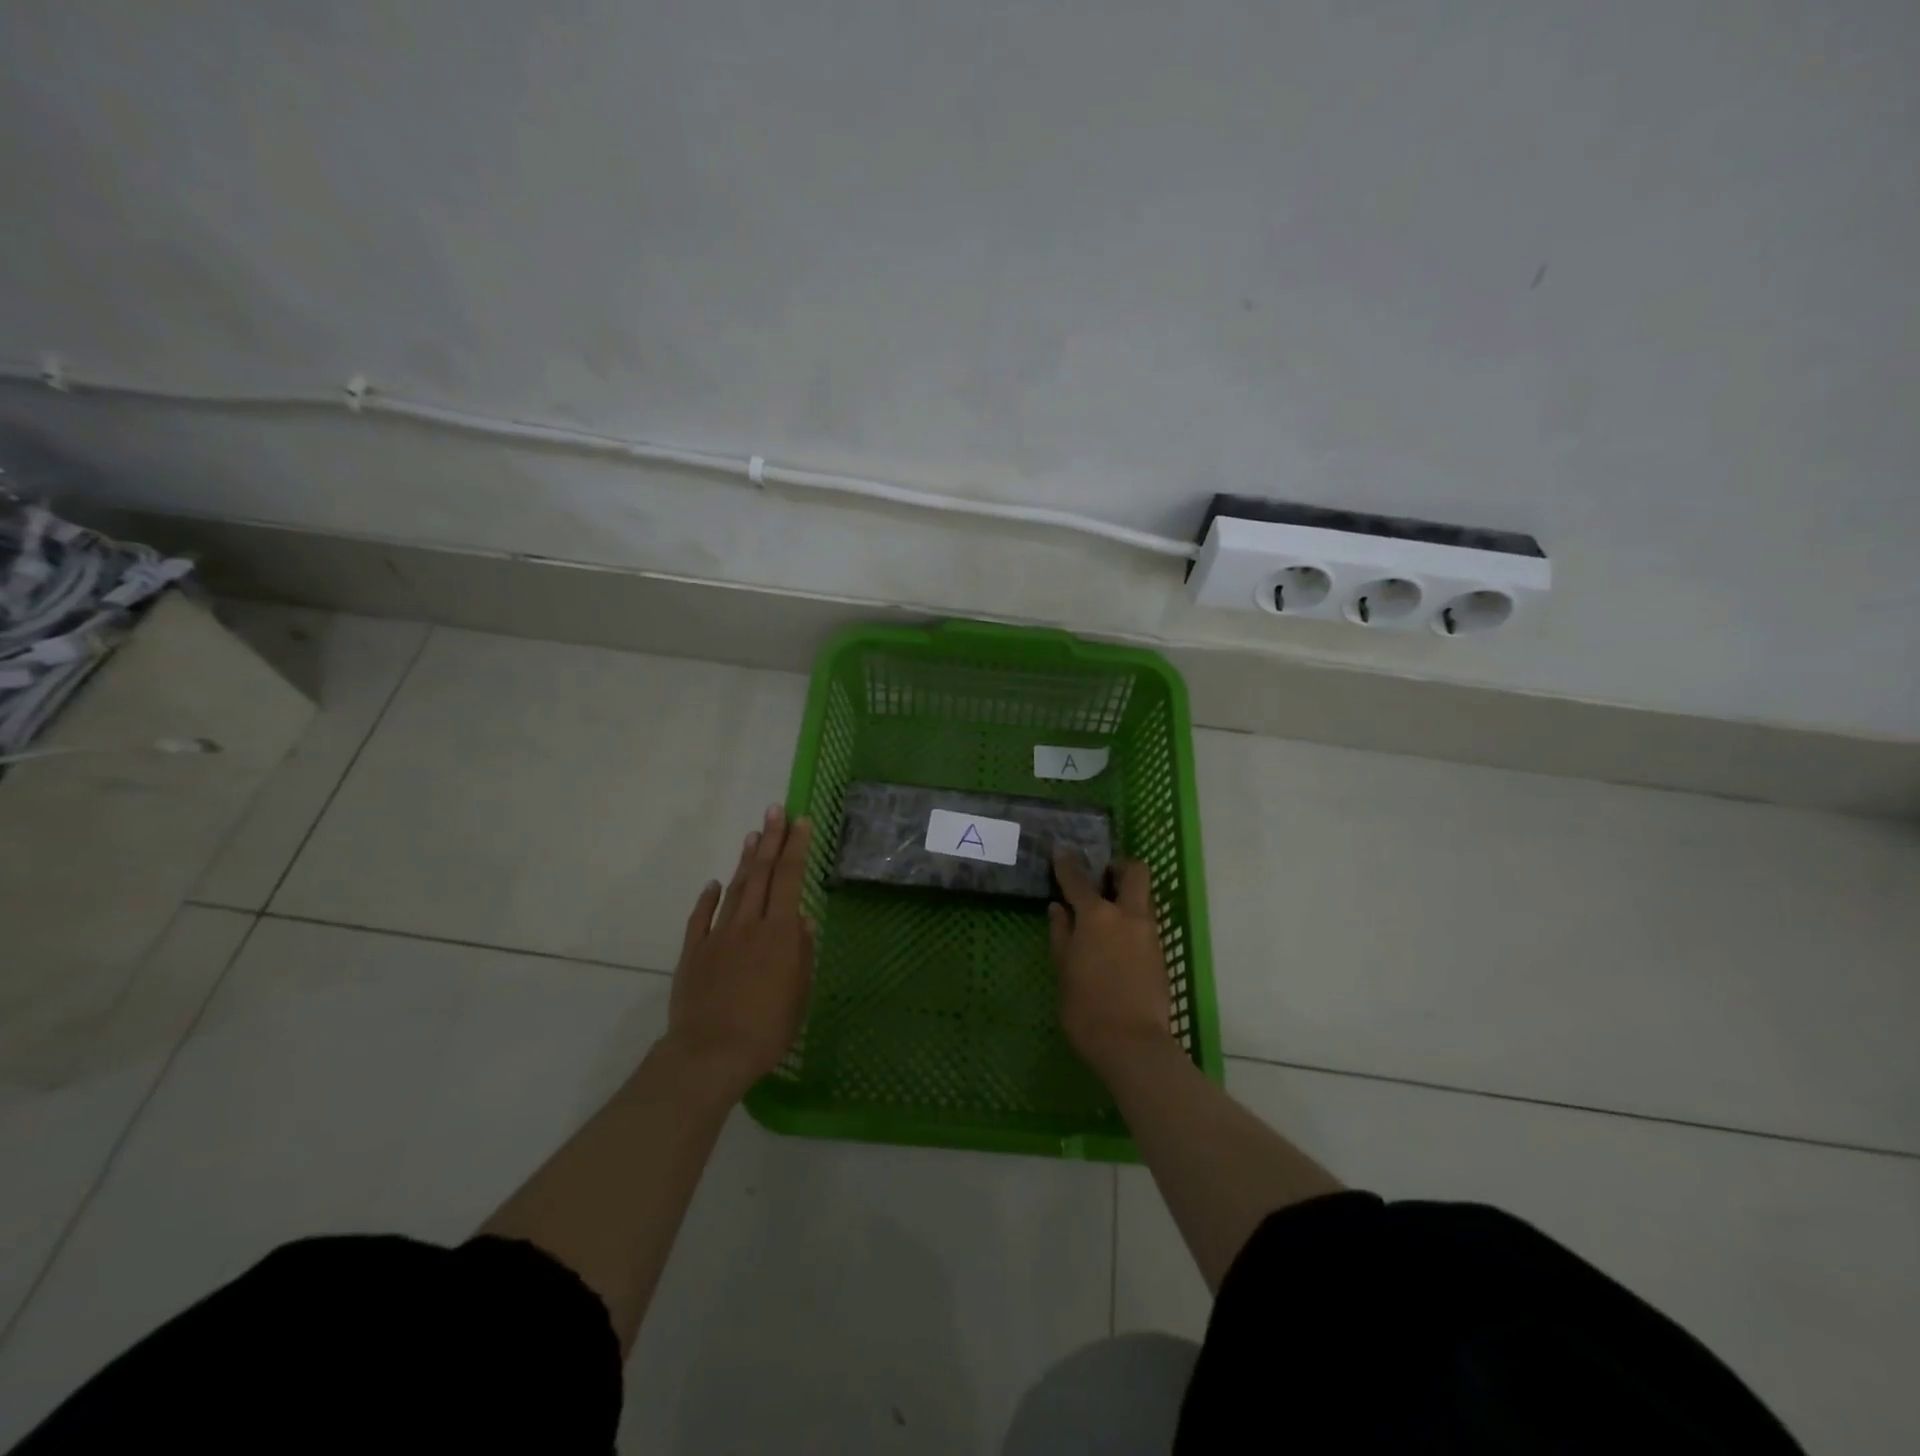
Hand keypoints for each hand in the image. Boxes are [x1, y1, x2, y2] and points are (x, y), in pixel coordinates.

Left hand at [665, 804, 815, 1099]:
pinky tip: (714, 883)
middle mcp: (748, 924)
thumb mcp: (799, 994)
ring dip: (745, 860)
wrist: (710, 1053)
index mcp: (779, 933)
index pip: (790, 878)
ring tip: (752, 836)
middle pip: (762, 873)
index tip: (801, 821)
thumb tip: (802, 919)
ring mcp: (717, 936)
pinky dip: (708, 897)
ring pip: (734, 889)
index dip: (796, 847)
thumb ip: (802, 953)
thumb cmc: (767, 1029)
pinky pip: (701, 918)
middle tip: (775, 810)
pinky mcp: (693, 953)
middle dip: (771, 839)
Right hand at [1049, 847, 1172, 1075]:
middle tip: (1103, 876)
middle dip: (1119, 867)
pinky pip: (1146, 922)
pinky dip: (1132, 920)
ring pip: (1144, 897)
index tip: (1061, 851)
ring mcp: (1149, 933)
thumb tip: (1058, 909)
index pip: (1078, 879)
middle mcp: (1127, 915)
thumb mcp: (1064, 970)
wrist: (1132, 1043)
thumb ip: (1061, 934)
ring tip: (1107, 910)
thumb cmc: (1086, 1008)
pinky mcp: (1160, 952)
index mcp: (1097, 916)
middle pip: (1135, 872)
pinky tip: (1117, 939)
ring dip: (1128, 894)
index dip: (1067, 863)